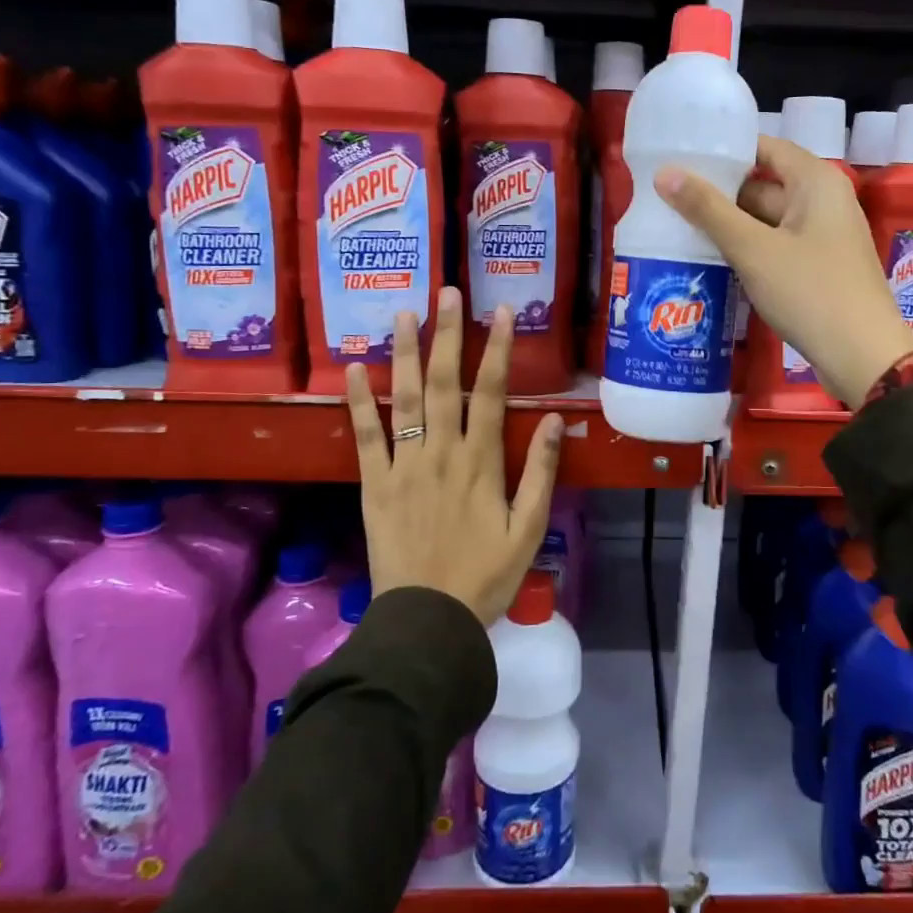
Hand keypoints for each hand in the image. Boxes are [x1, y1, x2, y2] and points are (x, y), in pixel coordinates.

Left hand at [346, 286, 564, 626]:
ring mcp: (404, 466)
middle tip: (447, 292)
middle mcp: (442, 452)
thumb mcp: (529, 529)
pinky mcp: (374, 484)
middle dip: (448, 335)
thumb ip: (542, 473)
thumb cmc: (486, 576)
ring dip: (406, 354)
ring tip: (405, 314)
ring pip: (405, 399)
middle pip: (445, 383)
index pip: (492, 393)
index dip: (498, 350)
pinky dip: (359, 402)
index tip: (500, 313)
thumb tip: (558, 422)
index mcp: (482, 462)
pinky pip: (365, 437)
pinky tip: (355, 369)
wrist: (428, 620)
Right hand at [656, 135, 912, 406]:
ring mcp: (822, 237)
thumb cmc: (810, 292)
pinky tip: (710, 259)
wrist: (863, 357)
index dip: (725, 149)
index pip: (765, 147)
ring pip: (766, 220)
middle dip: (719, 192)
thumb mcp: (753, 249)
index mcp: (815, 182)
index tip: (681, 155)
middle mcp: (823, 201)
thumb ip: (708, 210)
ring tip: (676, 225)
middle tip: (667, 196)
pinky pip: (775, 247)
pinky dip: (747, 250)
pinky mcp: (817, 268)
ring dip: (729, 225)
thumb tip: (665, 173)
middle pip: (763, 184)